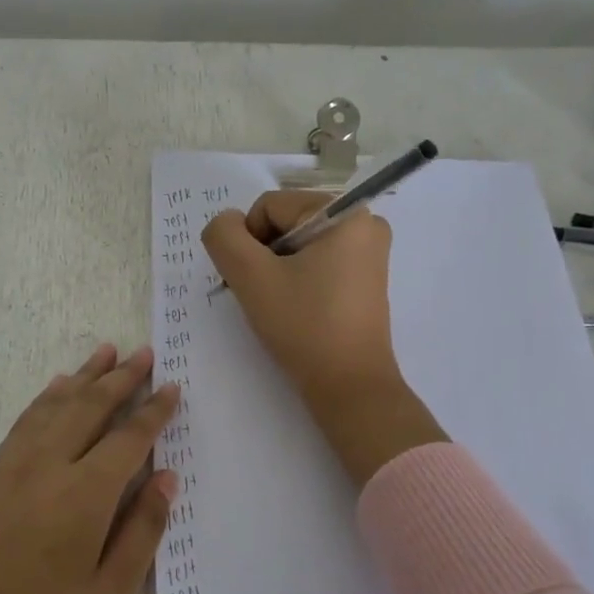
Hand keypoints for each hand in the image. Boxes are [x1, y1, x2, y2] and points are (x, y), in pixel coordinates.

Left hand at [0, 344, 179, 593]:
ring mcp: (13, 468)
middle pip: (90, 407)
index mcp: (85, 496)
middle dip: (121, 378)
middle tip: (144, 353)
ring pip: (55, 406)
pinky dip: (45, 398)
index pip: (128, 437)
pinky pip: (24, 422)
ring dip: (83, 376)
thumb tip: (166, 476)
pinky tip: (57, 387)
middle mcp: (48, 467)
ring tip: (105, 352)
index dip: (153, 410)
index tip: (172, 387)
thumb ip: (144, 529)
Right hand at [202, 192, 445, 486]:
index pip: (269, 206)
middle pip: (286, 222)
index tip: (251, 281)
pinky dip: (297, 279)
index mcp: (346, 211)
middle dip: (263, 256)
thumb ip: (224, 237)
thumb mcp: (251, 277)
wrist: (349, 386)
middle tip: (261, 295)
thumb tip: (226, 224)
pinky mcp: (366, 278)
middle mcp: (365, 222)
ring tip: (277, 306)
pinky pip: (317, 262)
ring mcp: (369, 252)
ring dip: (276, 270)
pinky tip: (295, 310)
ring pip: (298, 245)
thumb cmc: (304, 326)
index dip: (248, 242)